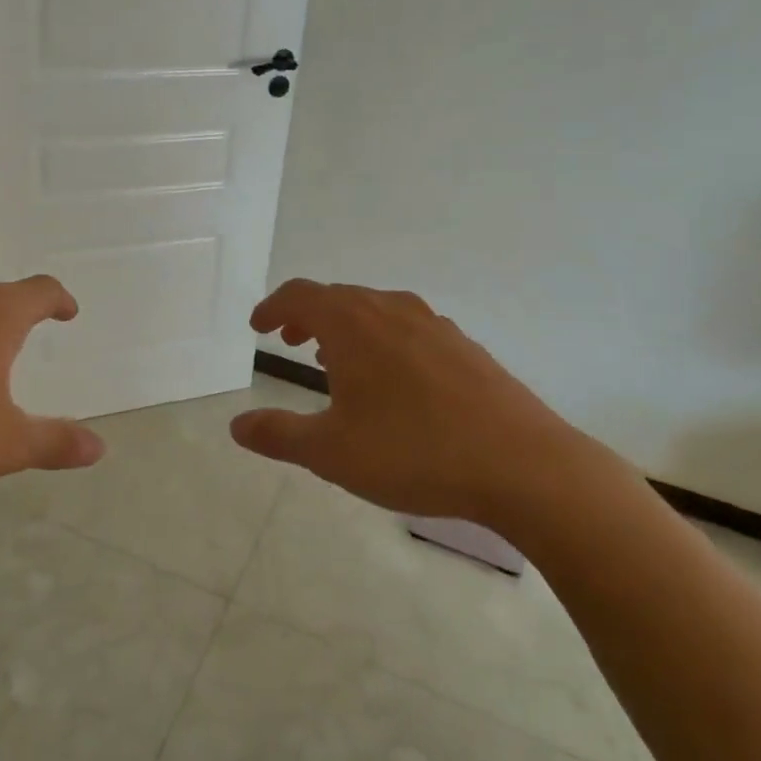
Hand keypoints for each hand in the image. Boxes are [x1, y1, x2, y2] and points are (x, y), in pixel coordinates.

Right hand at [230, 280, 598, 529]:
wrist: (523, 465)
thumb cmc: (413, 452)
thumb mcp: (331, 452)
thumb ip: (278, 435)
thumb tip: (236, 426)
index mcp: (353, 324)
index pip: (301, 295)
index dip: (273, 307)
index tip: (259, 327)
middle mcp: (392, 311)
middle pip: (339, 297)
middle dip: (308, 316)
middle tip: (291, 342)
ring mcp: (435, 326)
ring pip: (376, 311)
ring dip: (346, 328)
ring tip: (335, 362)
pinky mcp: (466, 348)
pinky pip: (409, 329)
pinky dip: (383, 340)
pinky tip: (393, 381)